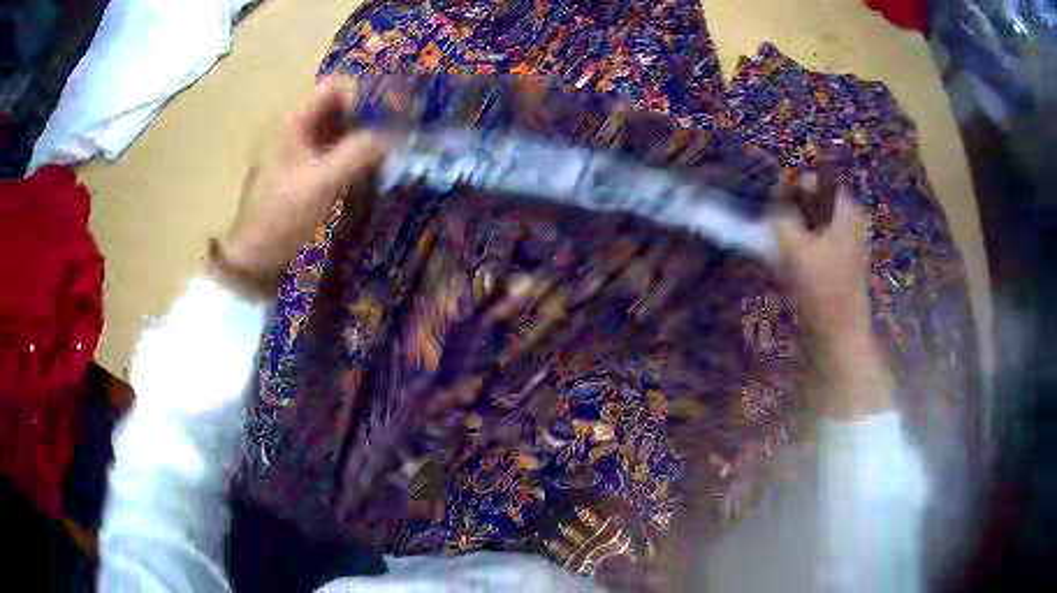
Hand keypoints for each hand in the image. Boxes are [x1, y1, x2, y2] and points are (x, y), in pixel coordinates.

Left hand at [219, 77, 396, 284]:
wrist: (256, 253)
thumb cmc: (283, 214)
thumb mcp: (323, 182)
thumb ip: (359, 152)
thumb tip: (396, 134)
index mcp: (295, 120)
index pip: (335, 86)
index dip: (363, 96)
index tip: (388, 118)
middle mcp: (298, 125)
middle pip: (340, 103)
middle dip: (369, 114)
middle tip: (397, 132)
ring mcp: (302, 146)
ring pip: (340, 125)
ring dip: (364, 132)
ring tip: (390, 148)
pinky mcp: (307, 165)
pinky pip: (336, 145)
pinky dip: (356, 149)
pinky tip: (372, 164)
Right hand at [773, 186, 894, 418]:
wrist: (840, 336)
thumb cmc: (821, 290)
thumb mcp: (794, 247)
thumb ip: (779, 217)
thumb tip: (773, 207)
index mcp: (844, 210)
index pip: (812, 181)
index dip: (789, 190)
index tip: (773, 211)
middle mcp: (849, 220)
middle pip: (812, 201)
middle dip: (790, 212)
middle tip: (775, 232)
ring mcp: (846, 241)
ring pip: (812, 223)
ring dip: (793, 231)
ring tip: (781, 250)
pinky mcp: (840, 261)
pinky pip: (816, 241)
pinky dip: (801, 247)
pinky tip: (791, 265)